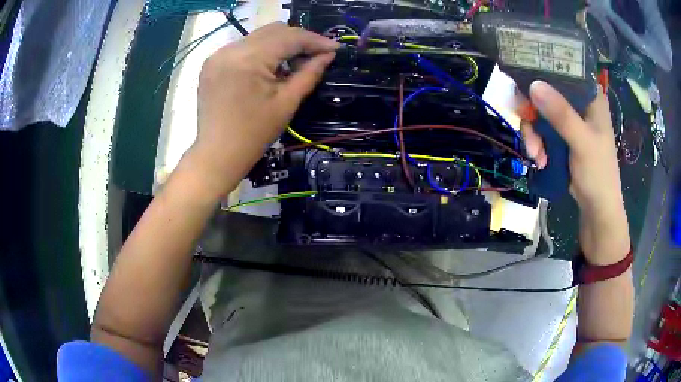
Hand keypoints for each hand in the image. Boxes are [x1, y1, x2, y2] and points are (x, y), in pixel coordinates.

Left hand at [191, 22, 338, 195]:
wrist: (217, 154)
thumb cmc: (254, 134)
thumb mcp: (287, 103)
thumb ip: (309, 73)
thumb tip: (328, 55)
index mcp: (249, 59)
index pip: (289, 37)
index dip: (315, 40)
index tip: (336, 47)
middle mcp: (230, 49)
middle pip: (274, 31)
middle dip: (299, 40)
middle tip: (316, 55)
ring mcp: (218, 54)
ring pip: (259, 36)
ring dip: (280, 44)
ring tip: (293, 63)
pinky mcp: (212, 62)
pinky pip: (244, 47)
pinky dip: (262, 51)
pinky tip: (269, 67)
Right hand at [521, 81, 629, 264]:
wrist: (597, 210)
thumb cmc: (598, 174)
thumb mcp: (582, 143)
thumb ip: (561, 115)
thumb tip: (533, 84)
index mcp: (590, 97)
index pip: (564, 71)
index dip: (542, 71)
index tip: (524, 82)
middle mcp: (579, 103)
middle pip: (547, 92)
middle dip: (534, 112)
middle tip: (526, 126)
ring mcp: (570, 121)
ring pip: (541, 113)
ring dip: (533, 133)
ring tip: (535, 155)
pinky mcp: (562, 137)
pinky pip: (541, 130)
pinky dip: (537, 144)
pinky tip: (539, 159)